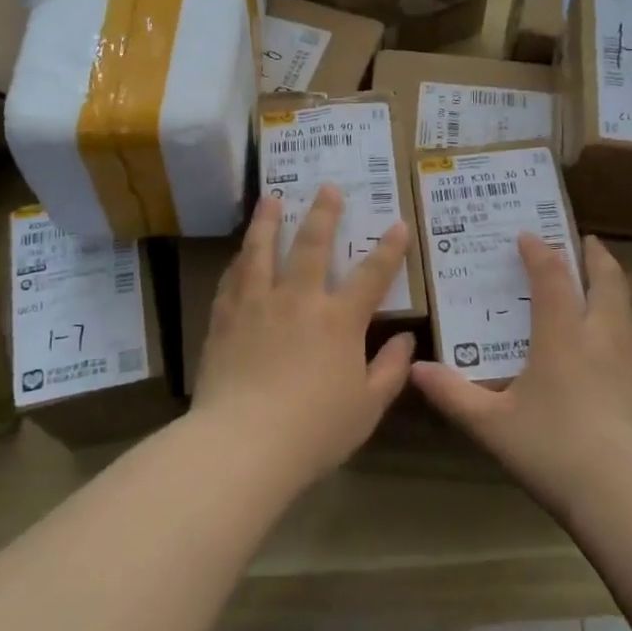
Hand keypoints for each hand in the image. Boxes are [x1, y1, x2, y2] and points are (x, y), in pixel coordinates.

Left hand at [193, 187, 415, 483]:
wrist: (244, 443)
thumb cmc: (315, 430)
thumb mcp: (368, 407)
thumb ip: (390, 370)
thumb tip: (406, 339)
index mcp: (339, 321)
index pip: (372, 275)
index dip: (388, 249)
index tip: (396, 224)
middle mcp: (299, 300)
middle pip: (312, 246)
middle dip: (324, 214)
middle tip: (327, 187)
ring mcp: (257, 305)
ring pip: (262, 251)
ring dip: (268, 221)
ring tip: (271, 199)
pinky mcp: (224, 319)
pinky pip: (232, 279)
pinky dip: (239, 261)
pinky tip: (239, 254)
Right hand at [411, 234, 631, 515]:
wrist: (630, 493)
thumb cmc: (553, 450)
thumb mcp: (491, 425)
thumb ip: (453, 394)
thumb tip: (416, 369)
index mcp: (563, 337)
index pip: (551, 277)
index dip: (539, 252)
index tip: (528, 235)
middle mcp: (606, 337)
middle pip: (607, 281)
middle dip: (596, 256)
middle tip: (588, 243)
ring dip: (618, 298)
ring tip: (607, 300)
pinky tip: (626, 371)